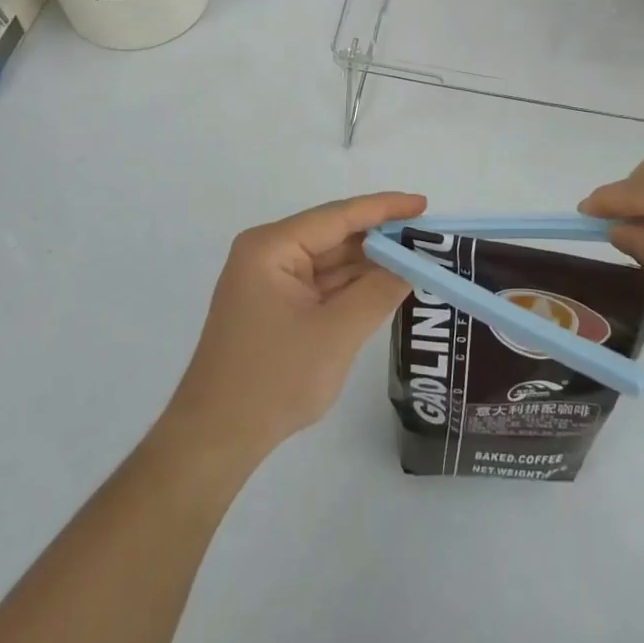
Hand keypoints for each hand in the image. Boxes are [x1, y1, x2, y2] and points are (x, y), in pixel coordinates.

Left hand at [160, 192, 425, 463]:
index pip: (338, 216)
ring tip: (416, 259)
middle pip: (333, 236)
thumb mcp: (336, 334)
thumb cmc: (273, 379)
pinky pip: (320, 285)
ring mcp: (269, 281)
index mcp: (272, 246)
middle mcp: (267, 253)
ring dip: (368, 264)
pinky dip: (352, 286)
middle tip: (428, 238)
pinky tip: (385, 285)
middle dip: (379, 239)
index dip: (384, 208)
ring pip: (329, 262)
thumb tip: (413, 263)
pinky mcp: (274, 306)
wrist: (215, 438)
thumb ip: (378, 292)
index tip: (423, 204)